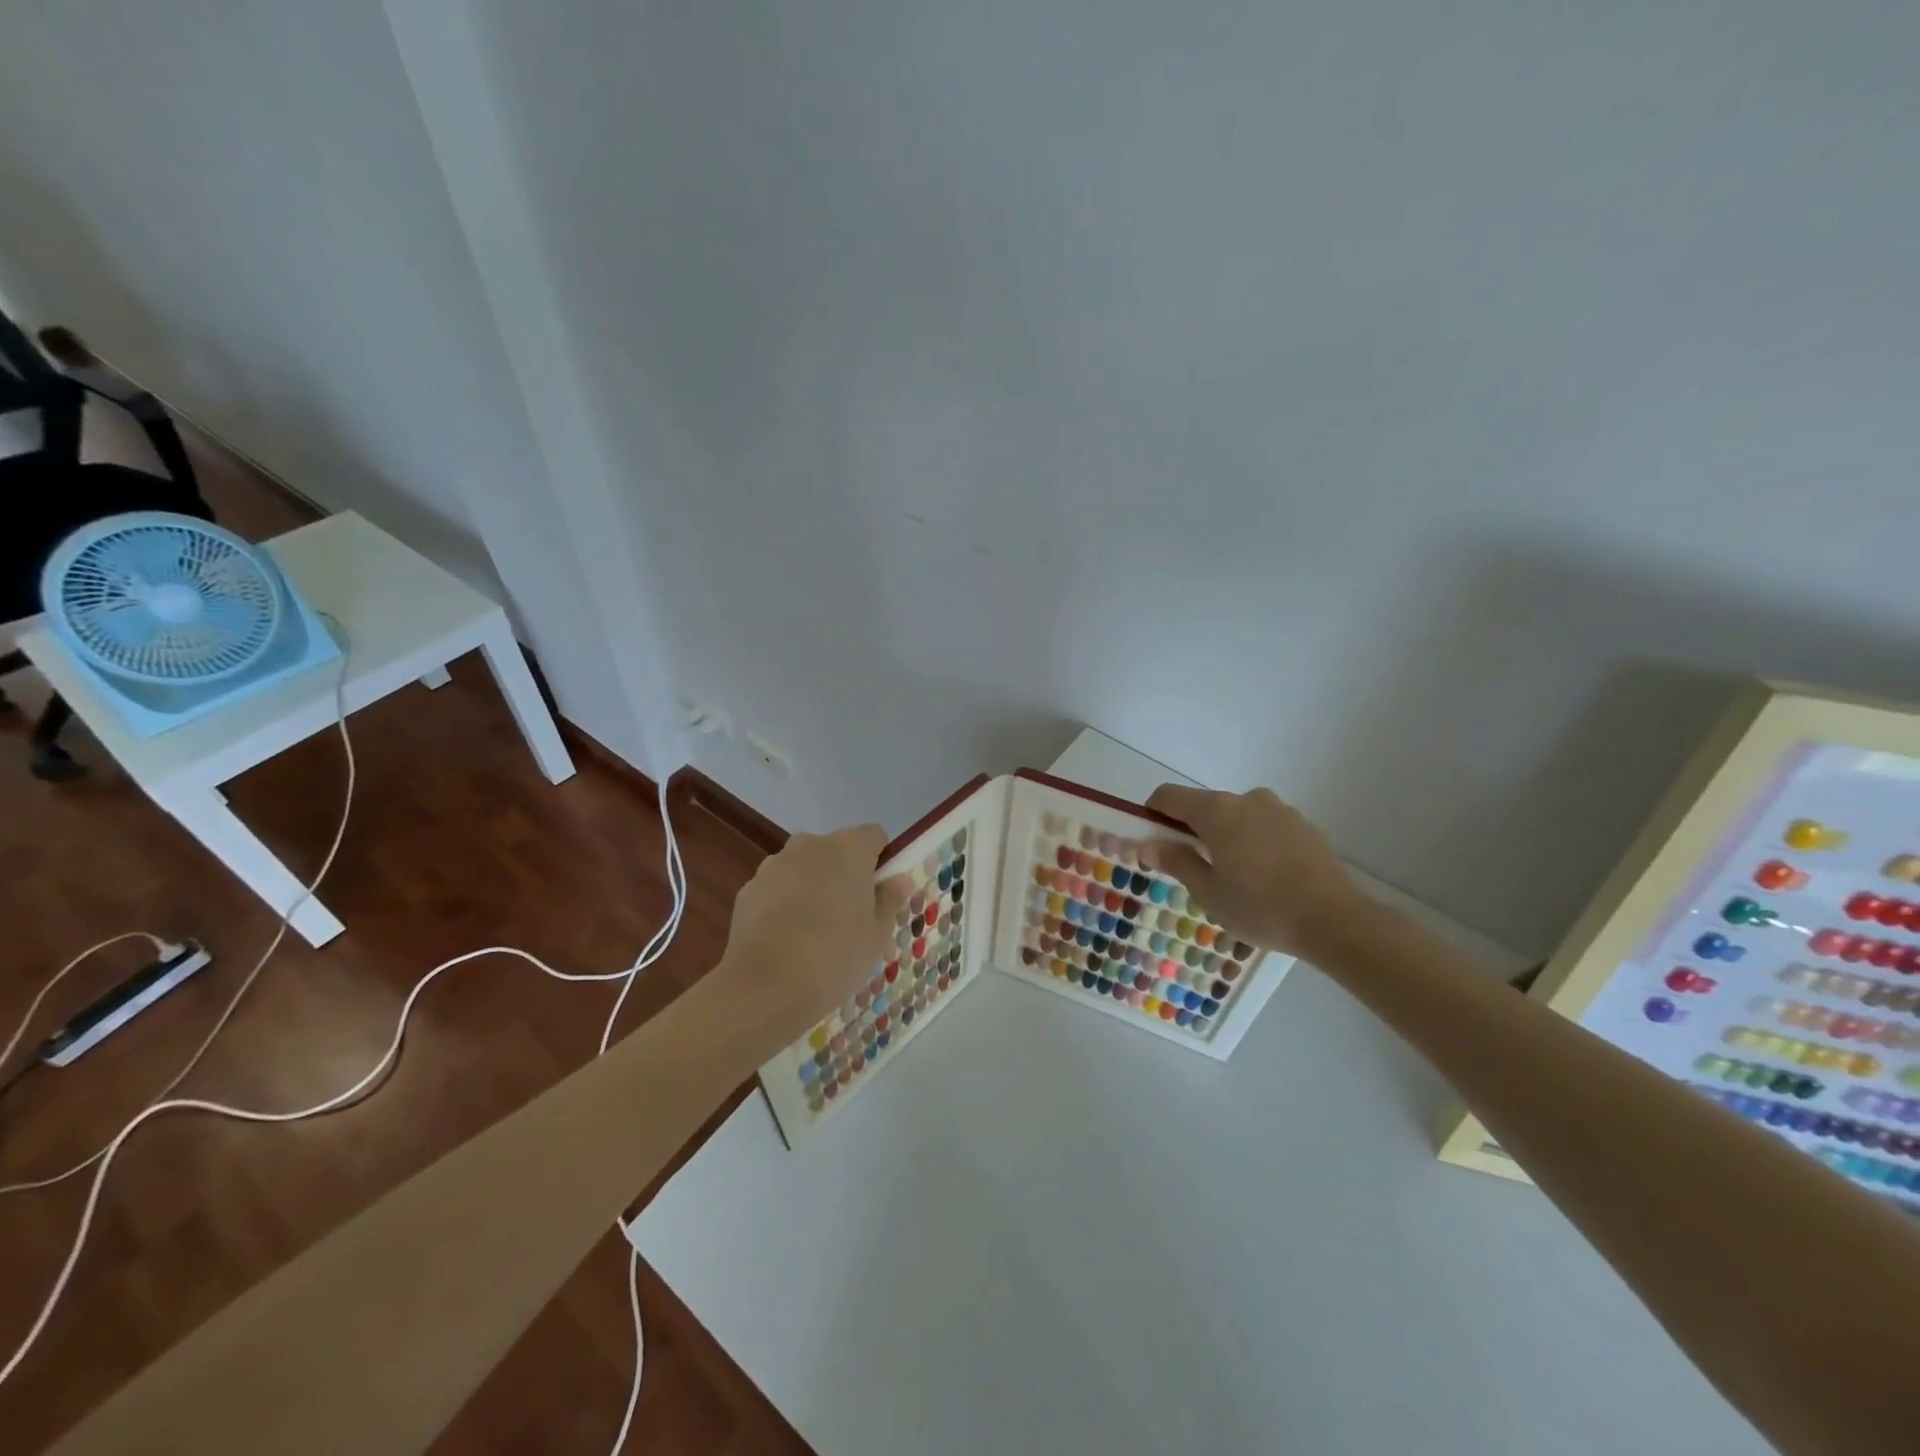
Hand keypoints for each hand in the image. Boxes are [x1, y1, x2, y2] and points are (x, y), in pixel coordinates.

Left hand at [718, 825, 911, 1046]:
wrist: (764, 988)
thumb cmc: (835, 957)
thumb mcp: (877, 935)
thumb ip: (889, 899)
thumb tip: (898, 879)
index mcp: (848, 849)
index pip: (873, 836)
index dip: (880, 860)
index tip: (879, 893)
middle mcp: (809, 846)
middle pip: (835, 849)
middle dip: (843, 872)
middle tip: (849, 915)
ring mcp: (774, 865)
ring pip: (803, 867)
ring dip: (811, 885)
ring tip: (813, 931)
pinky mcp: (748, 889)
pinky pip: (776, 888)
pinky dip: (783, 903)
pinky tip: (785, 939)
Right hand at [1140, 785, 1365, 957]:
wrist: (1336, 920)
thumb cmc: (1261, 908)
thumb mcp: (1208, 892)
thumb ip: (1176, 861)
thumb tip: (1147, 845)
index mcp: (1217, 811)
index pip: (1169, 796)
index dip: (1152, 813)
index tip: (1151, 840)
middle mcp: (1246, 799)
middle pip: (1204, 805)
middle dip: (1190, 830)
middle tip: (1192, 869)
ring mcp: (1279, 809)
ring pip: (1236, 816)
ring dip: (1224, 836)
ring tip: (1234, 877)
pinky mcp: (1303, 824)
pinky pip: (1263, 825)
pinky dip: (1253, 841)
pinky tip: (1264, 876)